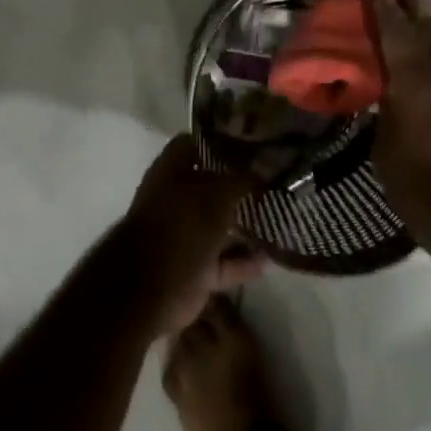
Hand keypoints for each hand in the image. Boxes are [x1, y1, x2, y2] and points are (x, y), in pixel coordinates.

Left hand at [119, 135, 264, 335]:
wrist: (153, 290)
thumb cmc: (183, 225)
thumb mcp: (218, 194)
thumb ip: (241, 180)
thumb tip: (261, 169)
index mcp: (171, 171)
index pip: (194, 143)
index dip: (219, 140)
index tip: (250, 141)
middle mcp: (176, 199)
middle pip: (210, 186)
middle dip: (239, 185)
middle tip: (272, 181)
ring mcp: (185, 236)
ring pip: (219, 226)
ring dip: (244, 227)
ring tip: (277, 219)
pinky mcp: (194, 270)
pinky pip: (223, 262)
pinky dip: (243, 262)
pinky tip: (269, 259)